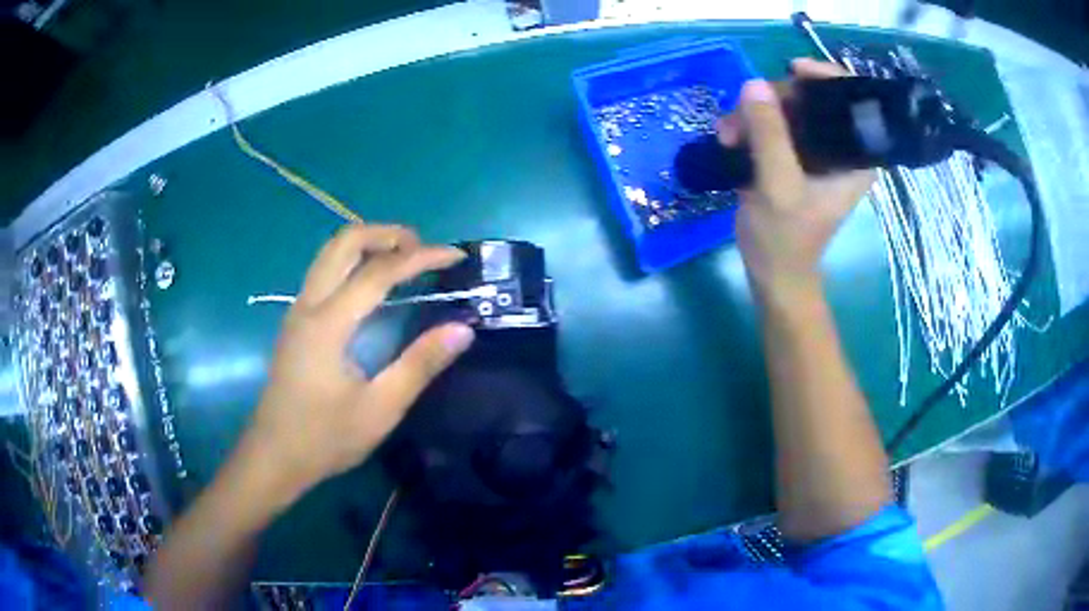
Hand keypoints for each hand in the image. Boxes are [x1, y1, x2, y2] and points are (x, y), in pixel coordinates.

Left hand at [239, 225, 474, 504]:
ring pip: (330, 253)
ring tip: (403, 258)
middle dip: (387, 234)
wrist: (274, 456)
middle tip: (423, 249)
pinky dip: (353, 261)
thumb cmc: (325, 437)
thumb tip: (462, 329)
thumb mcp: (380, 409)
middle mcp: (309, 304)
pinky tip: (372, 285)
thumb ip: (420, 364)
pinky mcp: (296, 322)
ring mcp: (298, 311)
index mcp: (328, 323)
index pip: (379, 271)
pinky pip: (324, 271)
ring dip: (368, 243)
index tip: (455, 255)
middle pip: (344, 242)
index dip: (421, 257)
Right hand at [721, 59, 874, 302]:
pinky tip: (729, 139)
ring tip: (727, 135)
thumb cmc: (785, 239)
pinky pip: (774, 124)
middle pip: (812, 97)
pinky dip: (750, 126)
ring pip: (788, 109)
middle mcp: (840, 148)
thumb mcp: (778, 186)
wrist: (773, 274)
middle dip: (775, 100)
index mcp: (855, 157)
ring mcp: (816, 151)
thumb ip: (770, 136)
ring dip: (754, 114)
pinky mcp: (794, 157)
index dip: (825, 76)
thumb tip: (754, 84)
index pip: (851, 98)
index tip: (793, 70)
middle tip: (742, 115)